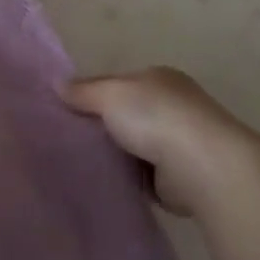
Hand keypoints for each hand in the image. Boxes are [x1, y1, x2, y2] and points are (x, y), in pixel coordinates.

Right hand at [62, 66, 259, 216]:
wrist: (203, 166)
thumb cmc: (156, 117)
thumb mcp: (110, 93)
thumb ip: (83, 90)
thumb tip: (57, 84)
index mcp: (159, 79)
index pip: (116, 83)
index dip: (90, 93)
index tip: (63, 109)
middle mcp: (170, 107)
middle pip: (123, 115)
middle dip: (99, 126)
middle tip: (64, 138)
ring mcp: (176, 142)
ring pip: (130, 146)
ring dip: (111, 154)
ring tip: (76, 162)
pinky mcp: (176, 176)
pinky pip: (139, 174)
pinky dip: (124, 178)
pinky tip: (102, 181)